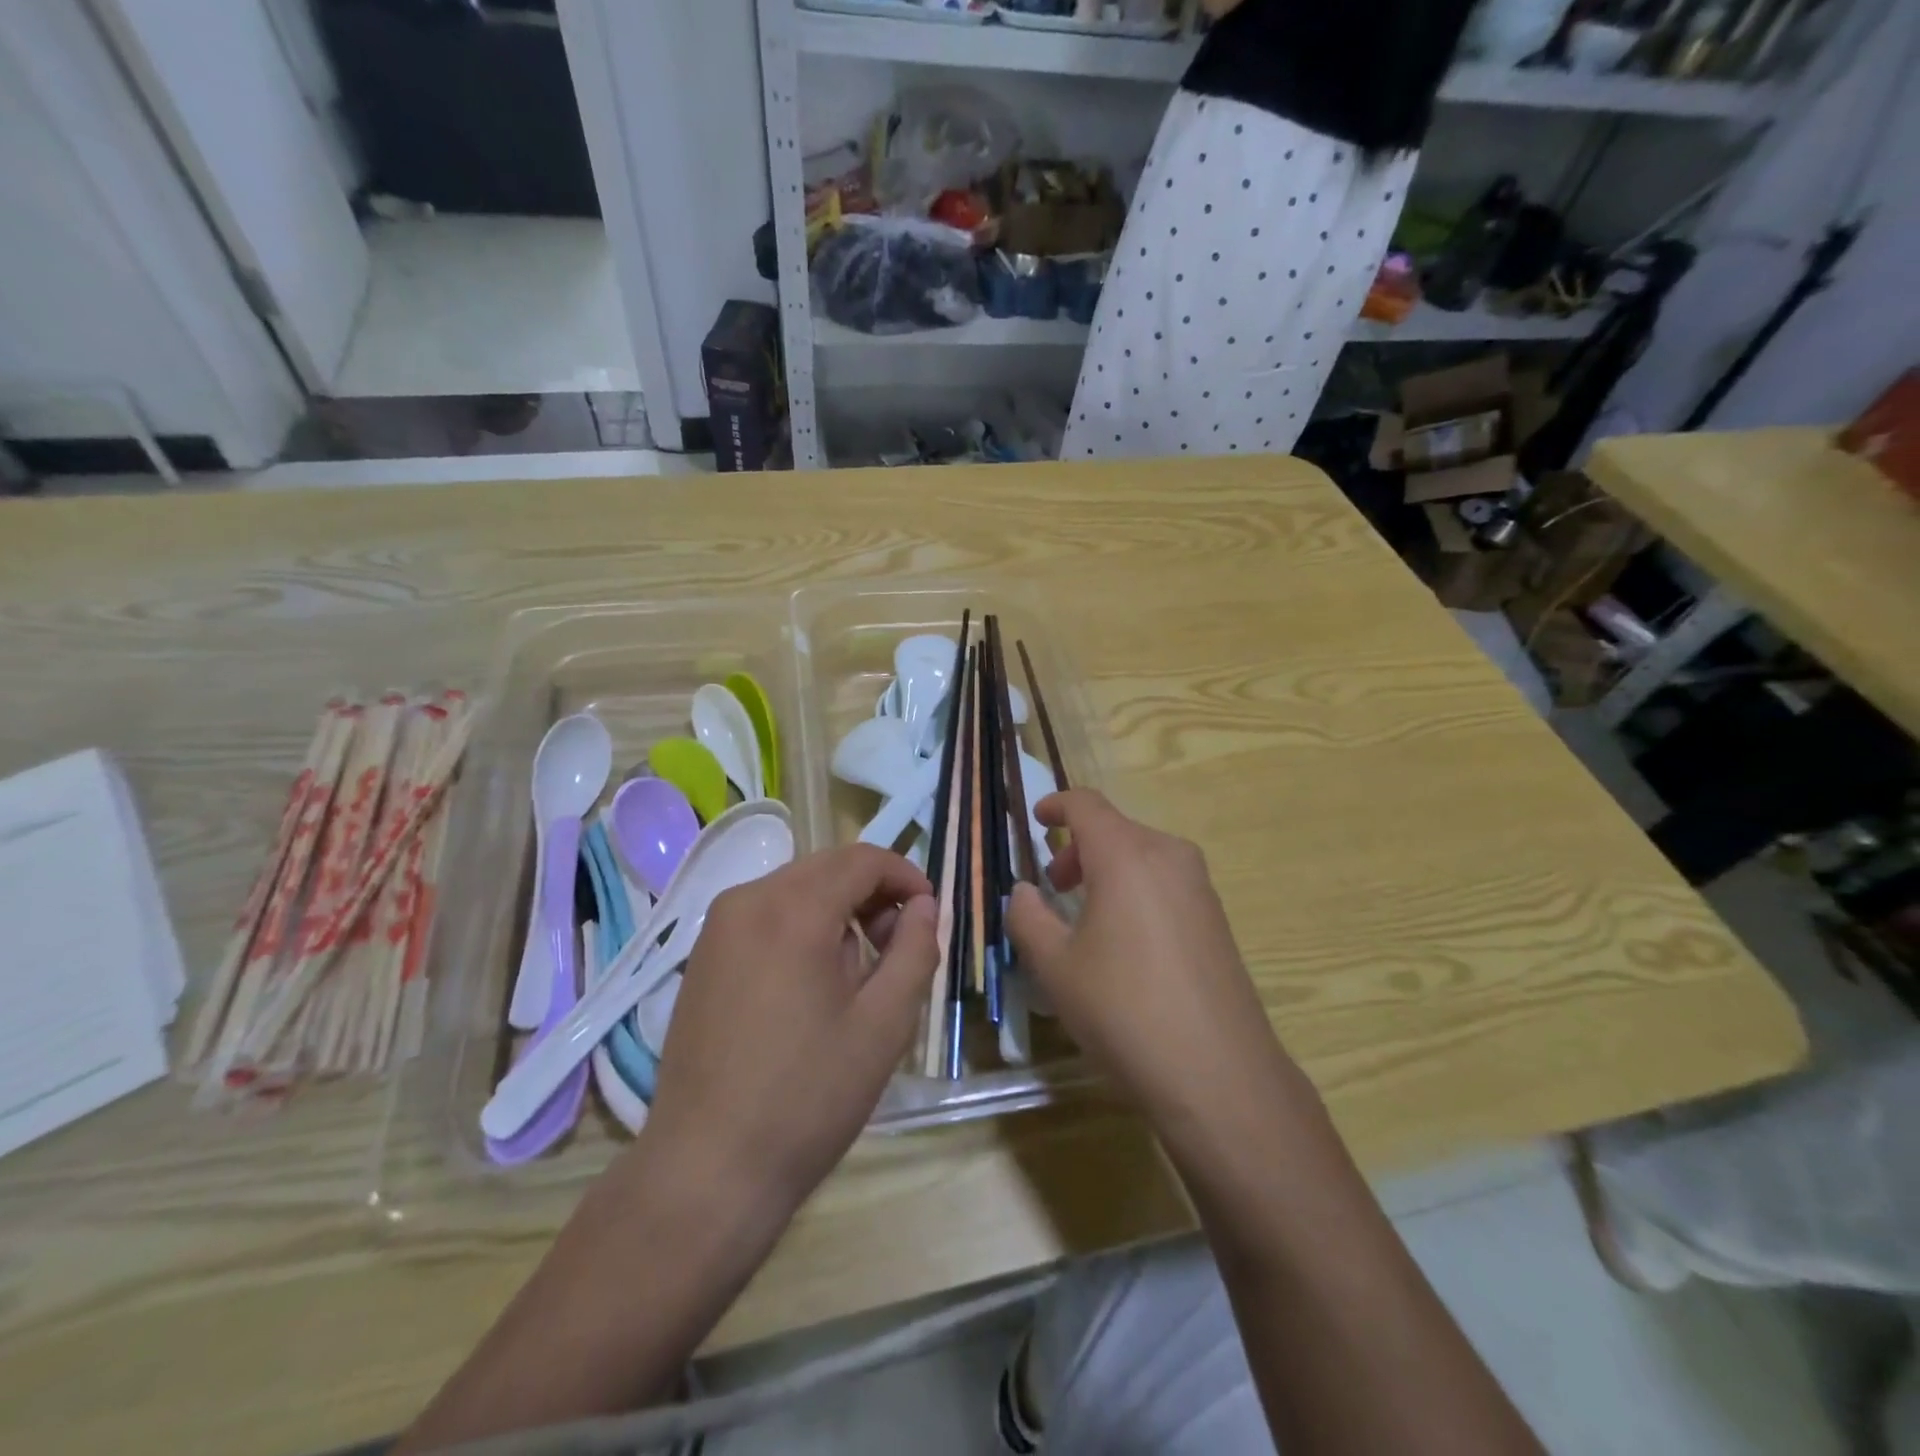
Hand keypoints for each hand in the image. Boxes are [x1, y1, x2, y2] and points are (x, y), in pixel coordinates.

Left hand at [641, 845, 937, 1220]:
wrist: (706, 1170)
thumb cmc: (807, 1097)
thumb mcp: (884, 1024)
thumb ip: (915, 950)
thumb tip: (924, 905)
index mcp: (793, 910)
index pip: (862, 859)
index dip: (905, 875)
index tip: (930, 911)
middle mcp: (748, 900)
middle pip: (827, 867)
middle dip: (872, 892)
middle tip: (898, 945)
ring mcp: (717, 927)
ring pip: (797, 888)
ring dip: (837, 909)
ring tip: (857, 973)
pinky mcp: (702, 955)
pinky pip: (766, 914)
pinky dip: (802, 925)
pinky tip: (811, 983)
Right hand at [1006, 791, 1301, 1151]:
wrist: (1218, 1073)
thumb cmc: (1123, 1009)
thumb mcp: (1055, 966)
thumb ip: (1027, 917)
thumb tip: (1022, 891)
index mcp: (1126, 855)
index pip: (1086, 805)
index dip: (1057, 805)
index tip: (1037, 820)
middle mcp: (1168, 856)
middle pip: (1115, 829)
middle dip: (1078, 848)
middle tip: (1053, 886)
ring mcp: (1199, 886)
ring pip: (1142, 855)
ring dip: (1106, 869)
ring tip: (1083, 915)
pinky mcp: (1216, 917)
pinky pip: (1164, 881)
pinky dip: (1134, 889)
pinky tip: (1124, 939)